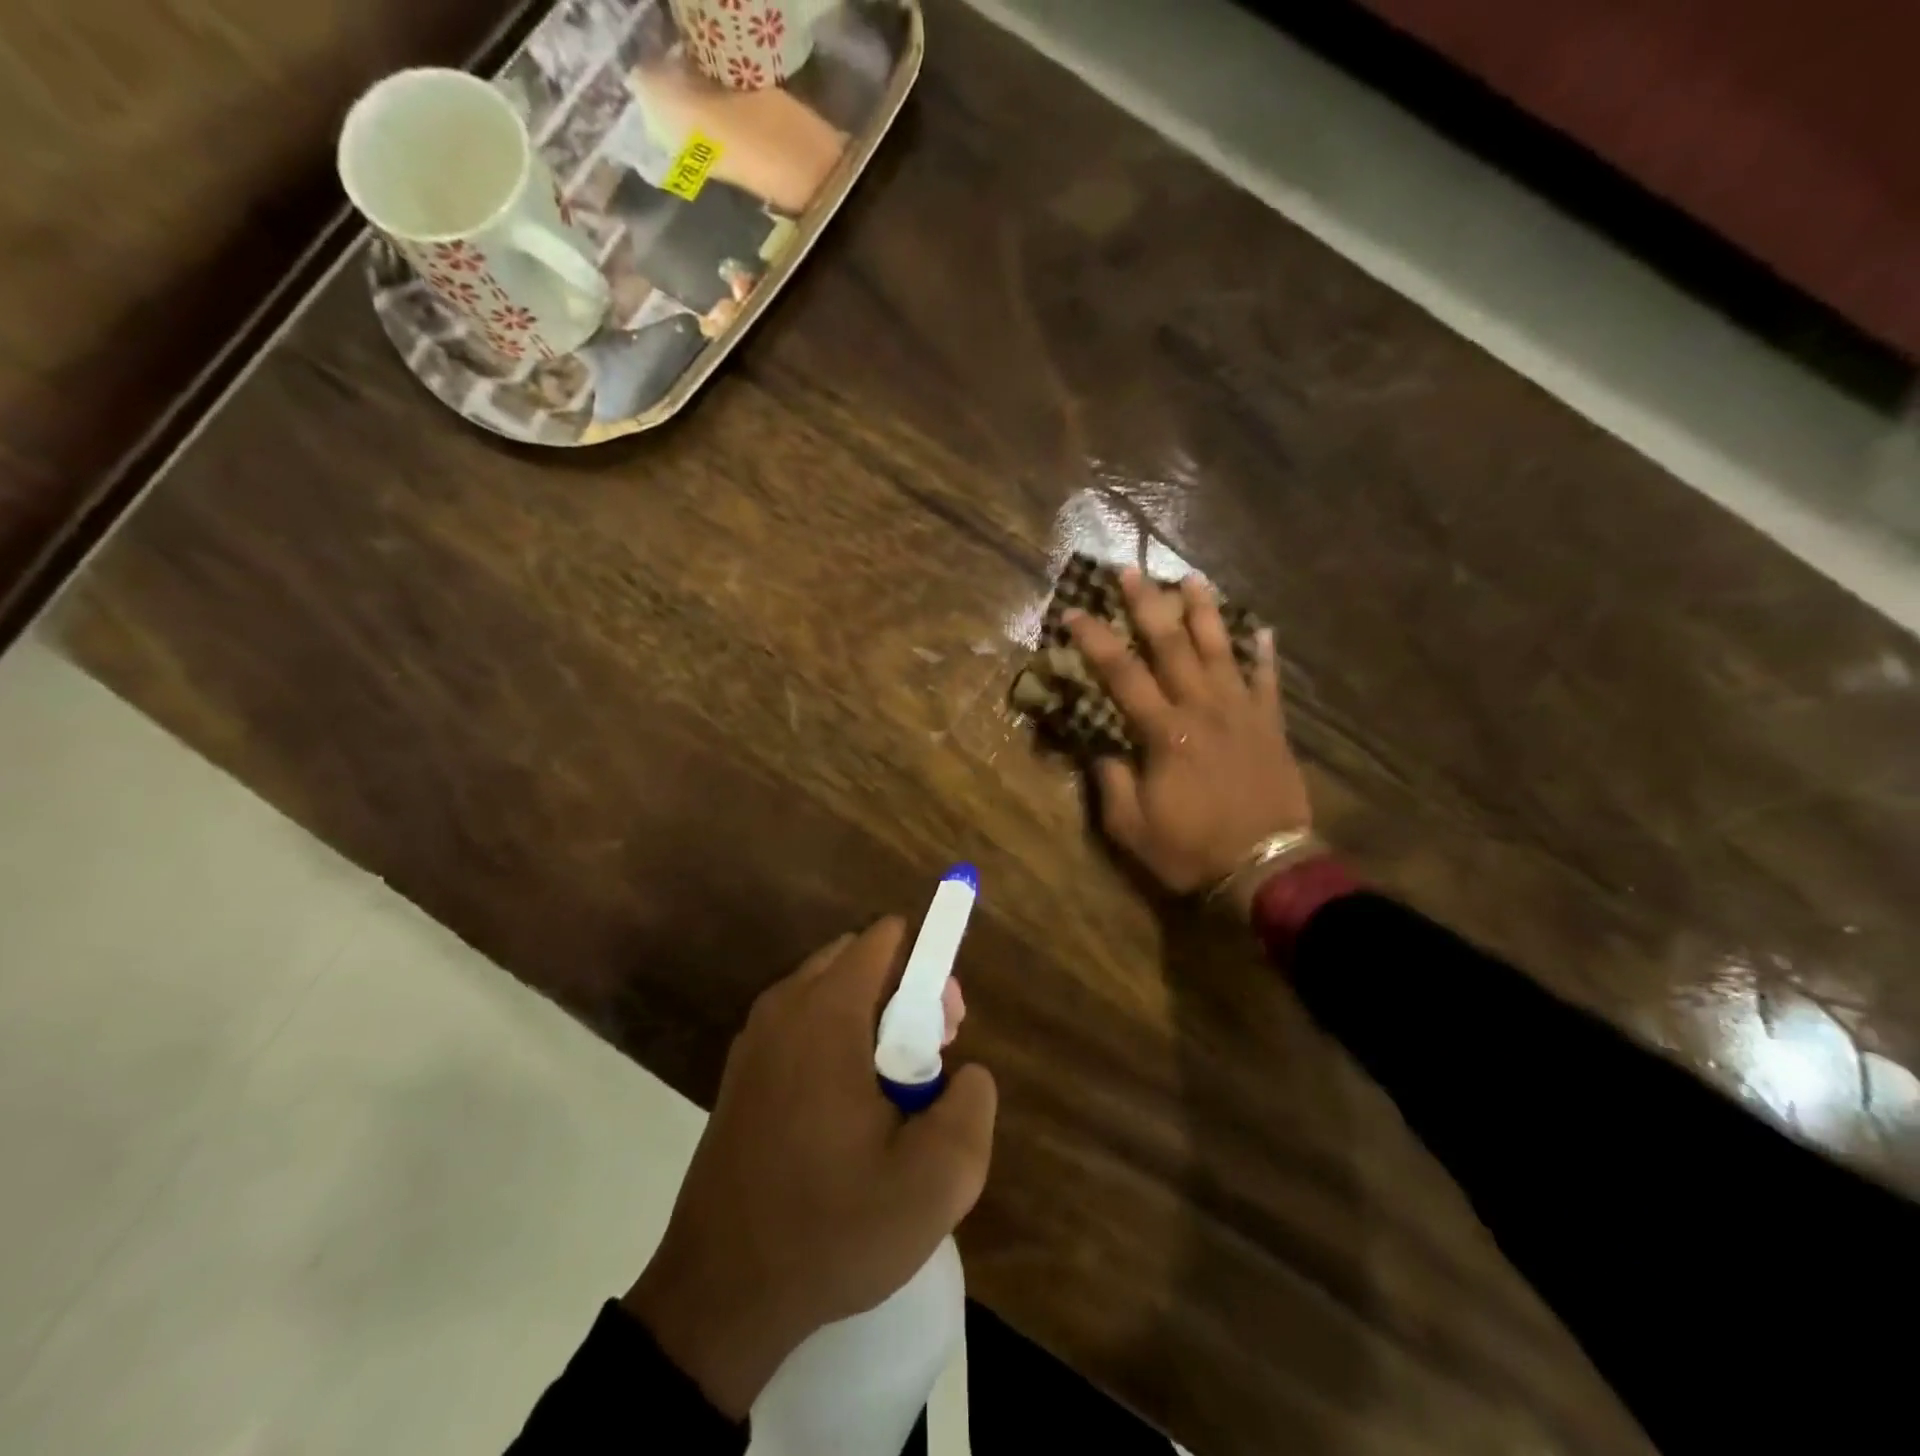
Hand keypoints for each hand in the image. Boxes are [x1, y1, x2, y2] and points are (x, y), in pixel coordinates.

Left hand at [624, 919, 997, 1418]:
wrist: (720, 1297)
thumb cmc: (832, 1229)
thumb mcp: (936, 1181)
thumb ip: (972, 1105)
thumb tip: (966, 1072)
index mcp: (826, 1013)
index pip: (885, 939)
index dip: (929, 971)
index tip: (945, 1032)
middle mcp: (784, 1008)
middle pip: (858, 960)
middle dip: (903, 994)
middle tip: (925, 1065)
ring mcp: (754, 1039)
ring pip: (829, 992)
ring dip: (870, 1021)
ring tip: (890, 1096)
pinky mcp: (740, 1072)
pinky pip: (802, 1024)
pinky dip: (835, 1041)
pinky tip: (844, 1114)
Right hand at [1068, 568, 1311, 908]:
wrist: (1267, 868)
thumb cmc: (1191, 849)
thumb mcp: (1131, 827)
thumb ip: (1111, 782)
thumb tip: (1101, 750)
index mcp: (1163, 732)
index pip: (1122, 674)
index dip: (1095, 640)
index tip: (1074, 612)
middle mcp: (1202, 709)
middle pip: (1172, 646)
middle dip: (1148, 605)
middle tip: (1132, 571)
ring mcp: (1241, 713)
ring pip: (1221, 650)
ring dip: (1204, 612)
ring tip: (1191, 579)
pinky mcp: (1270, 726)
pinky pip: (1267, 681)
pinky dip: (1264, 654)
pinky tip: (1262, 628)